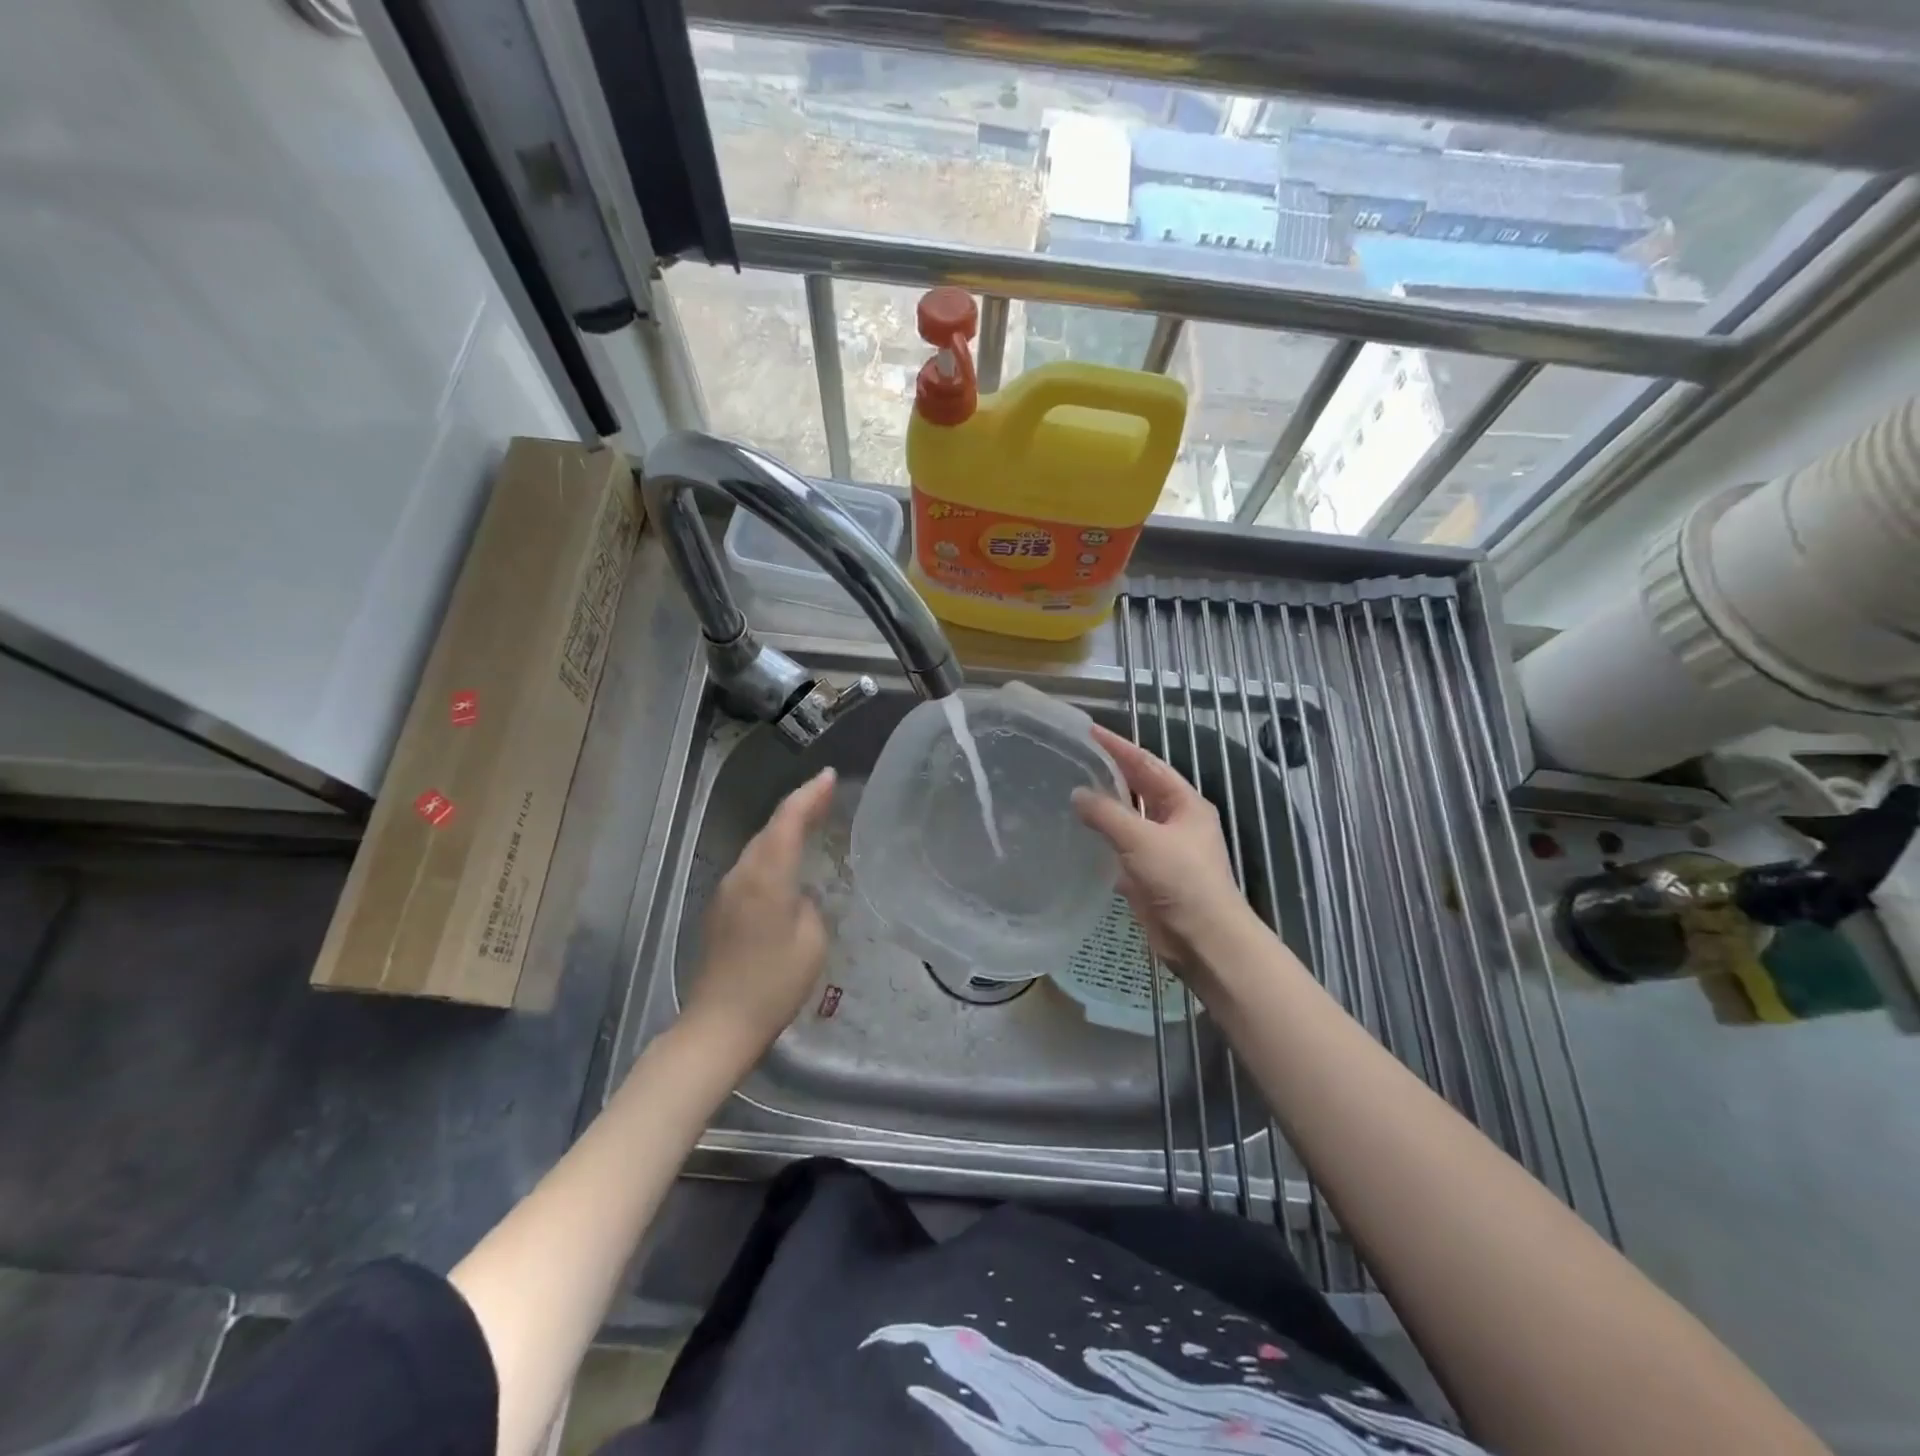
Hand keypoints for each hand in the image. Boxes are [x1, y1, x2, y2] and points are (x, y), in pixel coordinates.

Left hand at [680, 768, 836, 1069]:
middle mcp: (742, 876)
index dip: (809, 795)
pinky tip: (785, 862)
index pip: (788, 822)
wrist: (720, 1024)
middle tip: (825, 793)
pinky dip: (772, 854)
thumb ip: (807, 905)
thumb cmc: (774, 984)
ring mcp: (726, 892)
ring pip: (758, 848)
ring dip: (783, 830)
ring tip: (810, 819)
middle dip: (798, 807)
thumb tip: (797, 895)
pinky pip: (751, 868)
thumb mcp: (811, 941)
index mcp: (767, 878)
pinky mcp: (721, 910)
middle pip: (770, 829)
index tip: (828, 776)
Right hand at [1073, 725, 1261, 978]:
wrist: (1203, 939)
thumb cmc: (1180, 880)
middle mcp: (1175, 820)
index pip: (1147, 764)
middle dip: (1111, 772)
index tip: (1089, 730)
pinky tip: (1078, 834)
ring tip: (1071, 790)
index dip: (1119, 746)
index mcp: (1184, 803)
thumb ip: (1107, 813)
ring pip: (1129, 818)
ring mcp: (1163, 848)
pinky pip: (1122, 847)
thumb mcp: (1141, 839)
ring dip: (1105, 806)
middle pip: (1139, 788)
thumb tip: (1078, 794)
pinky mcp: (1149, 874)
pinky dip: (1103, 838)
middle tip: (1076, 757)